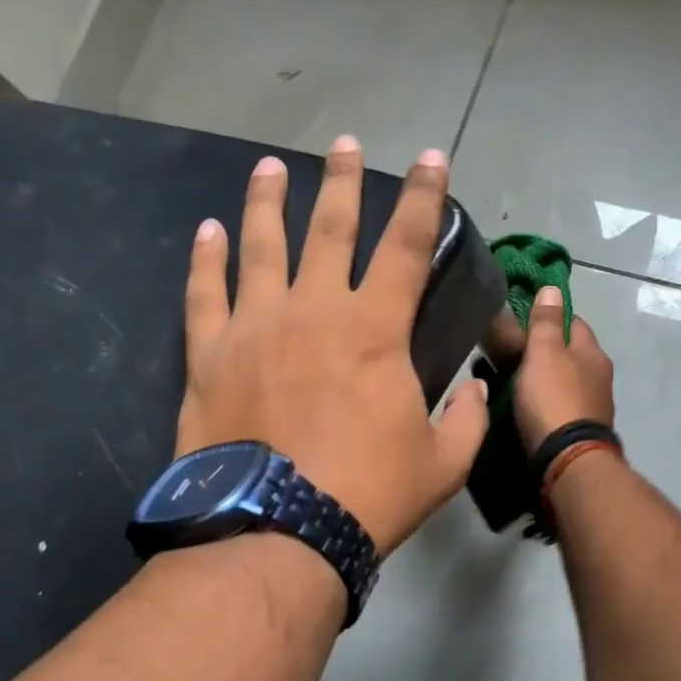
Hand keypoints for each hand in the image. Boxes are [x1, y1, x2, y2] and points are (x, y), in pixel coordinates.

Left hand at [176, 137, 489, 556]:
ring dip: (267, 201)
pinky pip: (204, 293)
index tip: (432, 159)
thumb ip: (466, 419)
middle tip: (345, 145)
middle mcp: (314, 309)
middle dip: (343, 182)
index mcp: (375, 329)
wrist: (276, 534)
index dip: (424, 196)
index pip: (408, 244)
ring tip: (270, 167)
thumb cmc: (367, 495)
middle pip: (330, 227)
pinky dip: (205, 258)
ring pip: (260, 245)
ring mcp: (255, 326)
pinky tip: (206, 230)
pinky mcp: (209, 355)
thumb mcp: (442, 463)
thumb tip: (475, 389)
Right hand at [512, 286, 615, 457]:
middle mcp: (599, 376)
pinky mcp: (582, 430)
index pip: (574, 322)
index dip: (550, 317)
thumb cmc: (553, 398)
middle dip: (544, 350)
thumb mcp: (544, 352)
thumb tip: (552, 288)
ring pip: (565, 380)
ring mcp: (593, 405)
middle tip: (511, 353)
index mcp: (593, 352)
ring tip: (513, 380)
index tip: (523, 320)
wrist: (567, 460)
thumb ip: (546, 321)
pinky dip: (544, 402)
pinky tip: (527, 407)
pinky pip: (560, 405)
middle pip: (570, 353)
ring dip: (543, 378)